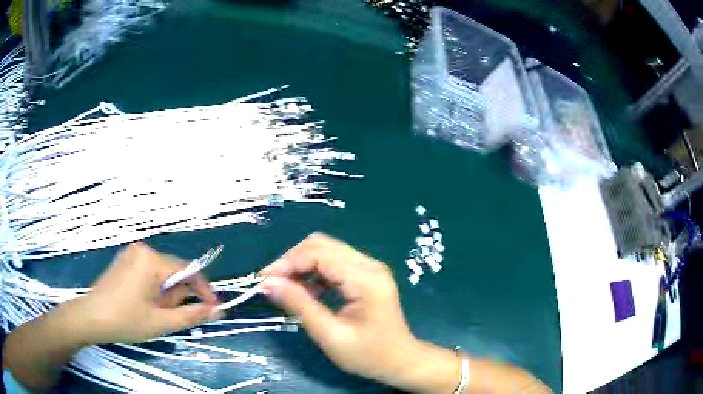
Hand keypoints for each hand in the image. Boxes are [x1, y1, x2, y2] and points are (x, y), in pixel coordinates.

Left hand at [68, 242, 219, 344]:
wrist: (91, 318)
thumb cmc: (126, 321)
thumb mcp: (161, 322)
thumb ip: (191, 315)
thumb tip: (217, 311)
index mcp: (151, 260)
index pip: (188, 270)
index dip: (203, 291)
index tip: (213, 310)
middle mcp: (143, 250)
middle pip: (174, 272)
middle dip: (177, 296)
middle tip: (169, 318)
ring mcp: (132, 254)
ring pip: (162, 274)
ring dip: (165, 295)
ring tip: (154, 313)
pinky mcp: (125, 261)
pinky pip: (149, 272)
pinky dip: (154, 290)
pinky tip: (144, 304)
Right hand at [260, 233, 421, 382]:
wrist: (399, 360)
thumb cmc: (368, 354)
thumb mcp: (330, 335)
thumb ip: (299, 306)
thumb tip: (268, 283)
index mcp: (365, 278)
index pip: (319, 254)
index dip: (287, 262)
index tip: (263, 279)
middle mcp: (369, 265)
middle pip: (322, 245)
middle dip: (292, 260)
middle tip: (272, 282)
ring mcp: (369, 268)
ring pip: (326, 251)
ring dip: (302, 265)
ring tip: (285, 287)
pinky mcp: (366, 275)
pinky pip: (334, 263)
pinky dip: (314, 273)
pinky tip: (305, 291)